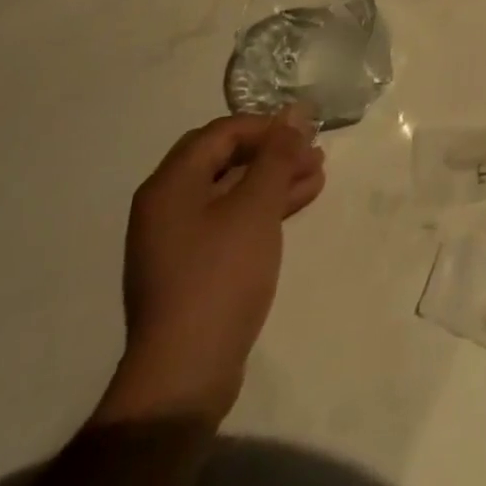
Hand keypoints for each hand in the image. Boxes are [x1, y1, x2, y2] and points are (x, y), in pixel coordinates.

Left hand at [96, 110, 325, 427]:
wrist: (186, 372)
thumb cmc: (220, 275)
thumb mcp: (256, 207)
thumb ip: (277, 155)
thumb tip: (295, 113)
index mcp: (170, 185)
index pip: (221, 133)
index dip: (265, 125)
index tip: (305, 131)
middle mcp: (167, 206)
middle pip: (225, 159)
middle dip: (273, 152)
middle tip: (314, 151)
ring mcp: (178, 239)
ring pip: (232, 190)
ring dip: (274, 178)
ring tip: (318, 174)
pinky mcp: (194, 267)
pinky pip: (231, 219)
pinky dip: (264, 207)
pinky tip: (299, 202)